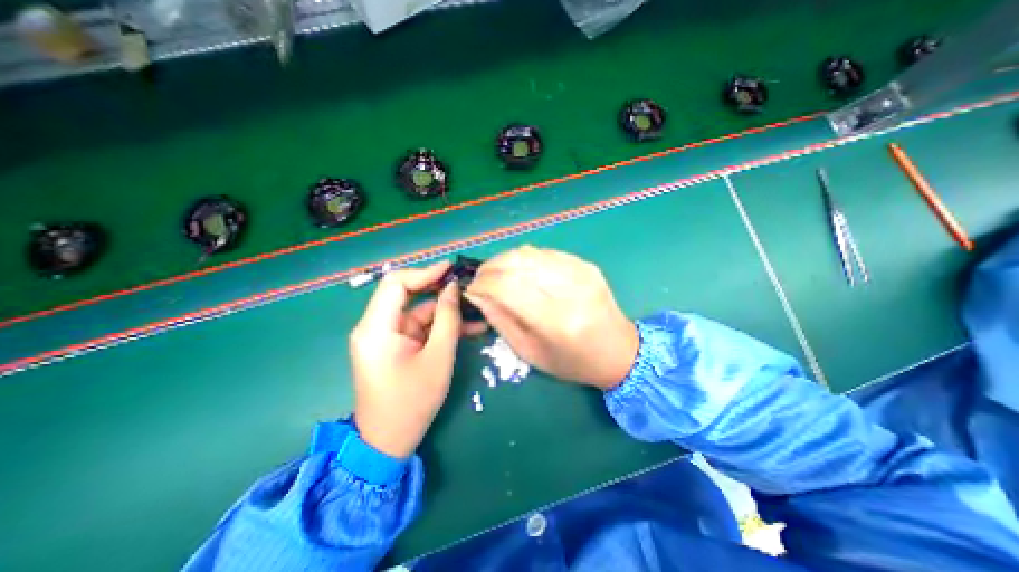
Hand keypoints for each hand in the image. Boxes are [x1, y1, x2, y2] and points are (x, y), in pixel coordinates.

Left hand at [350, 261, 483, 457]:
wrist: (389, 442)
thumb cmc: (412, 402)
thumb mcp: (437, 357)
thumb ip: (447, 319)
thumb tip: (453, 288)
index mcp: (376, 328)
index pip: (396, 284)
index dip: (424, 272)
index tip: (451, 269)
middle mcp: (376, 327)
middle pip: (407, 294)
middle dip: (438, 289)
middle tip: (466, 285)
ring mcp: (386, 336)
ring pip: (418, 311)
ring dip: (446, 311)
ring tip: (477, 309)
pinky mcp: (396, 345)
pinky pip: (420, 328)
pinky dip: (442, 326)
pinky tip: (470, 328)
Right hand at [465, 245, 633, 388]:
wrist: (619, 351)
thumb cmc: (572, 362)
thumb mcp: (530, 352)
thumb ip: (501, 320)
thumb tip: (478, 294)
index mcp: (556, 321)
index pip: (507, 286)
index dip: (483, 283)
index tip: (472, 288)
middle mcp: (570, 290)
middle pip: (518, 262)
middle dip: (490, 267)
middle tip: (480, 278)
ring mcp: (581, 272)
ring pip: (530, 252)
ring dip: (506, 260)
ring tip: (496, 273)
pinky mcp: (586, 264)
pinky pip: (546, 253)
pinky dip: (526, 259)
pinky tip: (521, 271)